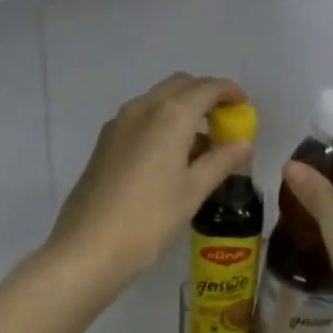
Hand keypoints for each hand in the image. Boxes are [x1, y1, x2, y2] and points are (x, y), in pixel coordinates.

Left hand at [49, 73, 253, 281]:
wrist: (88, 247)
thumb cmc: (150, 218)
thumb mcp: (193, 191)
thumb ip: (221, 161)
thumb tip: (245, 144)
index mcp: (171, 114)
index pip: (208, 88)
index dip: (230, 92)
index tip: (244, 108)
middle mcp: (144, 106)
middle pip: (182, 84)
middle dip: (206, 95)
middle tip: (224, 122)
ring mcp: (120, 121)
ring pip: (159, 98)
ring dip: (183, 107)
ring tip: (201, 144)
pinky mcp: (106, 139)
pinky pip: (142, 115)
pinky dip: (162, 120)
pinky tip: (170, 155)